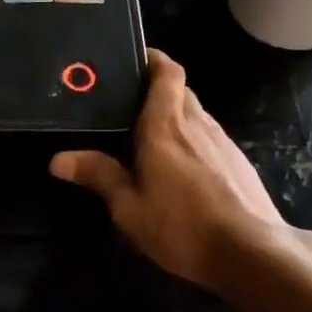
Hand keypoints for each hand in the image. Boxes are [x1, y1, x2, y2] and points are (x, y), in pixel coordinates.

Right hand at [50, 49, 292, 292]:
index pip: (167, 72)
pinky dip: (192, 136)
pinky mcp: (239, 162)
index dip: (153, 59)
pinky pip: (210, 135)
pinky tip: (183, 164)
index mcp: (165, 126)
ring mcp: (223, 141)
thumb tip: (58, 160)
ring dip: (176, 112)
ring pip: (196, 112)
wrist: (253, 253)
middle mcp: (196, 123)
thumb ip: (99, 176)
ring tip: (151, 132)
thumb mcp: (130, 208)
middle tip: (129, 100)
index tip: (134, 59)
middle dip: (158, 86)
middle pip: (180, 89)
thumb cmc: (182, 227)